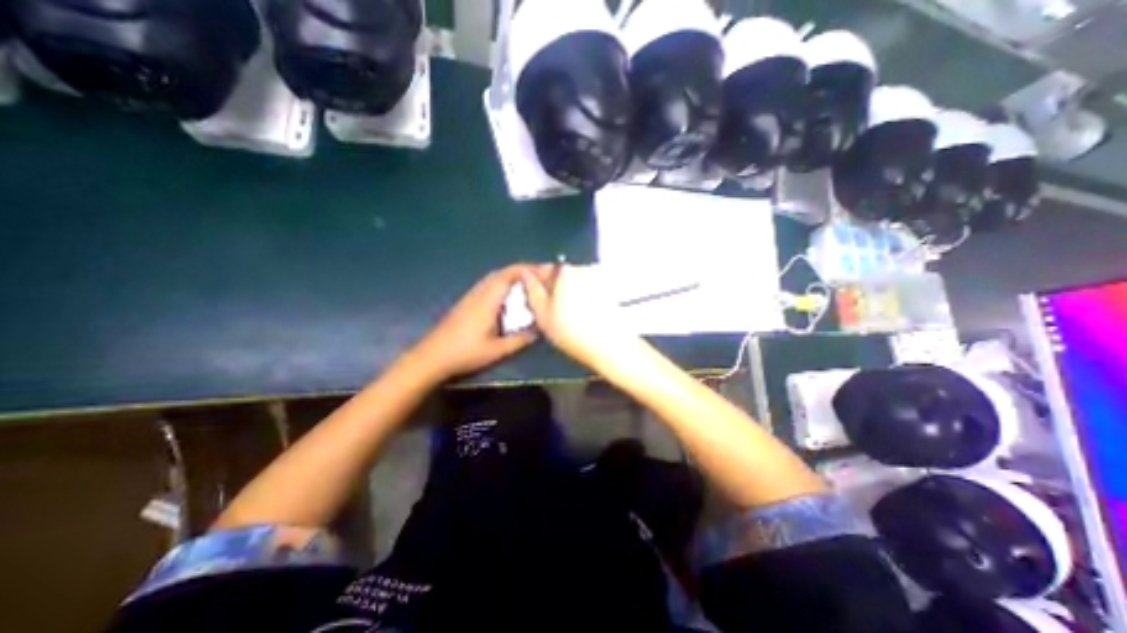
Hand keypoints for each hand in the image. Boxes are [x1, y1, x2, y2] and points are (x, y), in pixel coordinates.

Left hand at [410, 263, 539, 381]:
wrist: (431, 355)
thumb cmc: (465, 352)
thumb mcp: (496, 350)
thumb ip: (519, 339)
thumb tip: (538, 331)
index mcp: (487, 300)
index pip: (509, 275)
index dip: (528, 270)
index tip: (544, 270)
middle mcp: (479, 293)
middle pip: (501, 273)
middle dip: (522, 270)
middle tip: (540, 275)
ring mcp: (470, 296)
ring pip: (493, 278)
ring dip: (512, 275)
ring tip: (528, 282)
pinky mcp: (466, 302)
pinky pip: (488, 285)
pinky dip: (502, 283)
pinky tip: (508, 295)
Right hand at [521, 264, 642, 373]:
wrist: (609, 347)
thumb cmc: (575, 333)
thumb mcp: (542, 314)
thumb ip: (532, 291)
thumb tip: (526, 276)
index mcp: (566, 271)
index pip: (543, 269)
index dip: (535, 286)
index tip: (534, 299)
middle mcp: (584, 270)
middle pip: (559, 275)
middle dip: (551, 290)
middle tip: (547, 311)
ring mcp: (598, 280)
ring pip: (573, 284)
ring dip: (566, 296)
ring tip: (565, 318)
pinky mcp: (608, 291)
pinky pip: (587, 291)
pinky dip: (581, 301)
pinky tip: (580, 318)